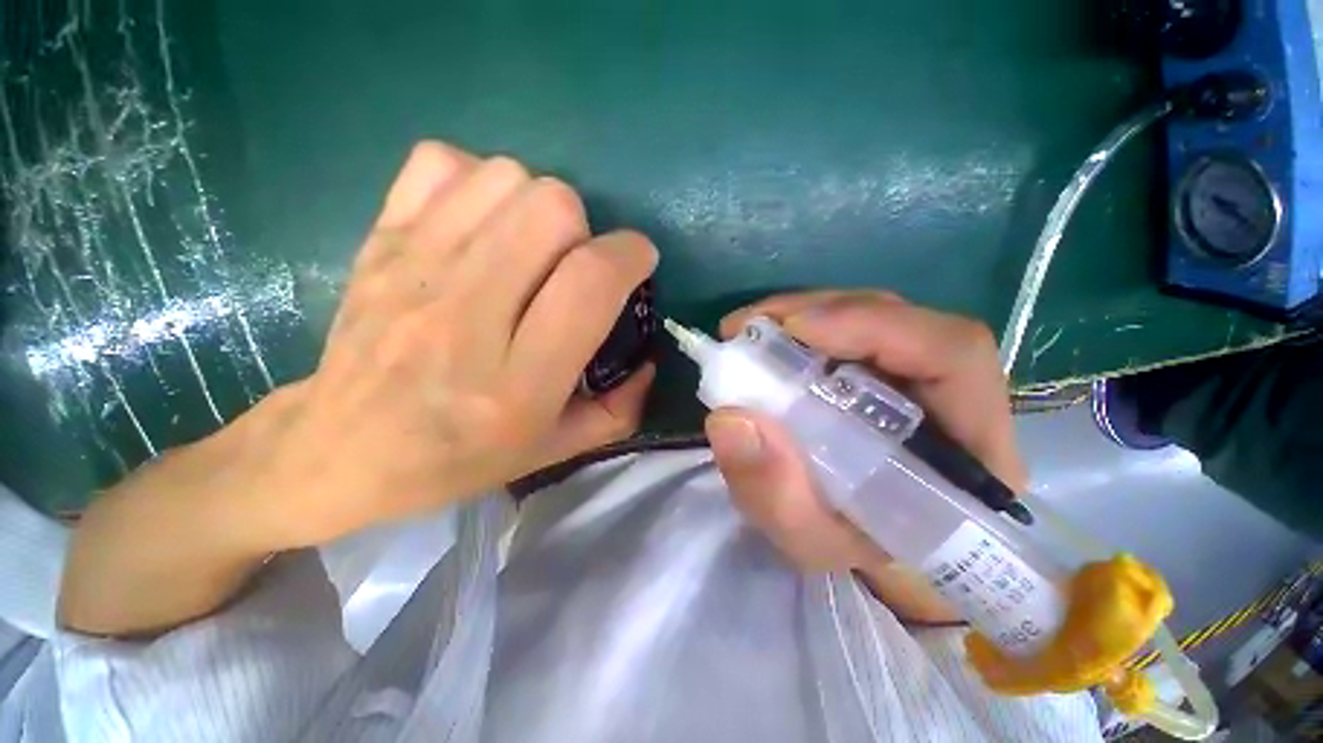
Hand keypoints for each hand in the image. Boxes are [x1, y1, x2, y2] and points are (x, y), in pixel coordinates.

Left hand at [239, 143, 657, 548]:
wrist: (340, 450)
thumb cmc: (457, 459)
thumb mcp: (555, 450)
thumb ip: (620, 409)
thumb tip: (650, 360)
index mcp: (518, 380)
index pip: (590, 280)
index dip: (630, 255)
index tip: (638, 262)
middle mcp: (467, 316)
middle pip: (551, 209)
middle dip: (584, 228)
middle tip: (575, 264)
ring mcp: (415, 269)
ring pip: (506, 179)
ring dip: (537, 206)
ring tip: (531, 247)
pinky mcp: (379, 241)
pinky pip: (442, 164)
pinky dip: (476, 181)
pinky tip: (480, 225)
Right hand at [703, 291, 1024, 620]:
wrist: (878, 548)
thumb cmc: (858, 550)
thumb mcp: (811, 540)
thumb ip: (775, 494)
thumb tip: (728, 419)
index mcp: (968, 447)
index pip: (951, 353)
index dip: (874, 325)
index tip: (794, 329)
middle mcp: (953, 395)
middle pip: (900, 320)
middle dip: (818, 312)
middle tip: (748, 328)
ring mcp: (919, 374)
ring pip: (871, 317)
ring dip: (804, 315)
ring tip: (751, 333)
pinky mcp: (887, 369)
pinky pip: (849, 331)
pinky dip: (803, 328)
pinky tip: (769, 342)